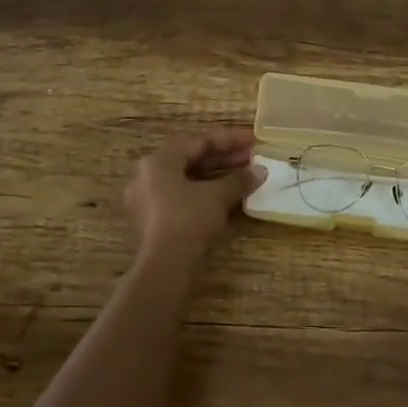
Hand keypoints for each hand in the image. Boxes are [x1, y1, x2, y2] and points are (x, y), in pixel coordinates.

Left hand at [122, 128, 266, 260]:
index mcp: (158, 161)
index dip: (230, 139)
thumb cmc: (188, 220)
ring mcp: (146, 200)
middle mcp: (147, 175)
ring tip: (244, 176)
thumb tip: (261, 171)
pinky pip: (181, 197)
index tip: (254, 140)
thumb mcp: (217, 196)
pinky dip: (204, 193)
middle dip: (224, 158)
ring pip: (186, 179)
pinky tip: (226, 197)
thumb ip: (239, 179)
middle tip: (252, 158)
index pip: (199, 141)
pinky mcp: (152, 221)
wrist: (165, 267)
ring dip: (216, 176)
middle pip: (191, 159)